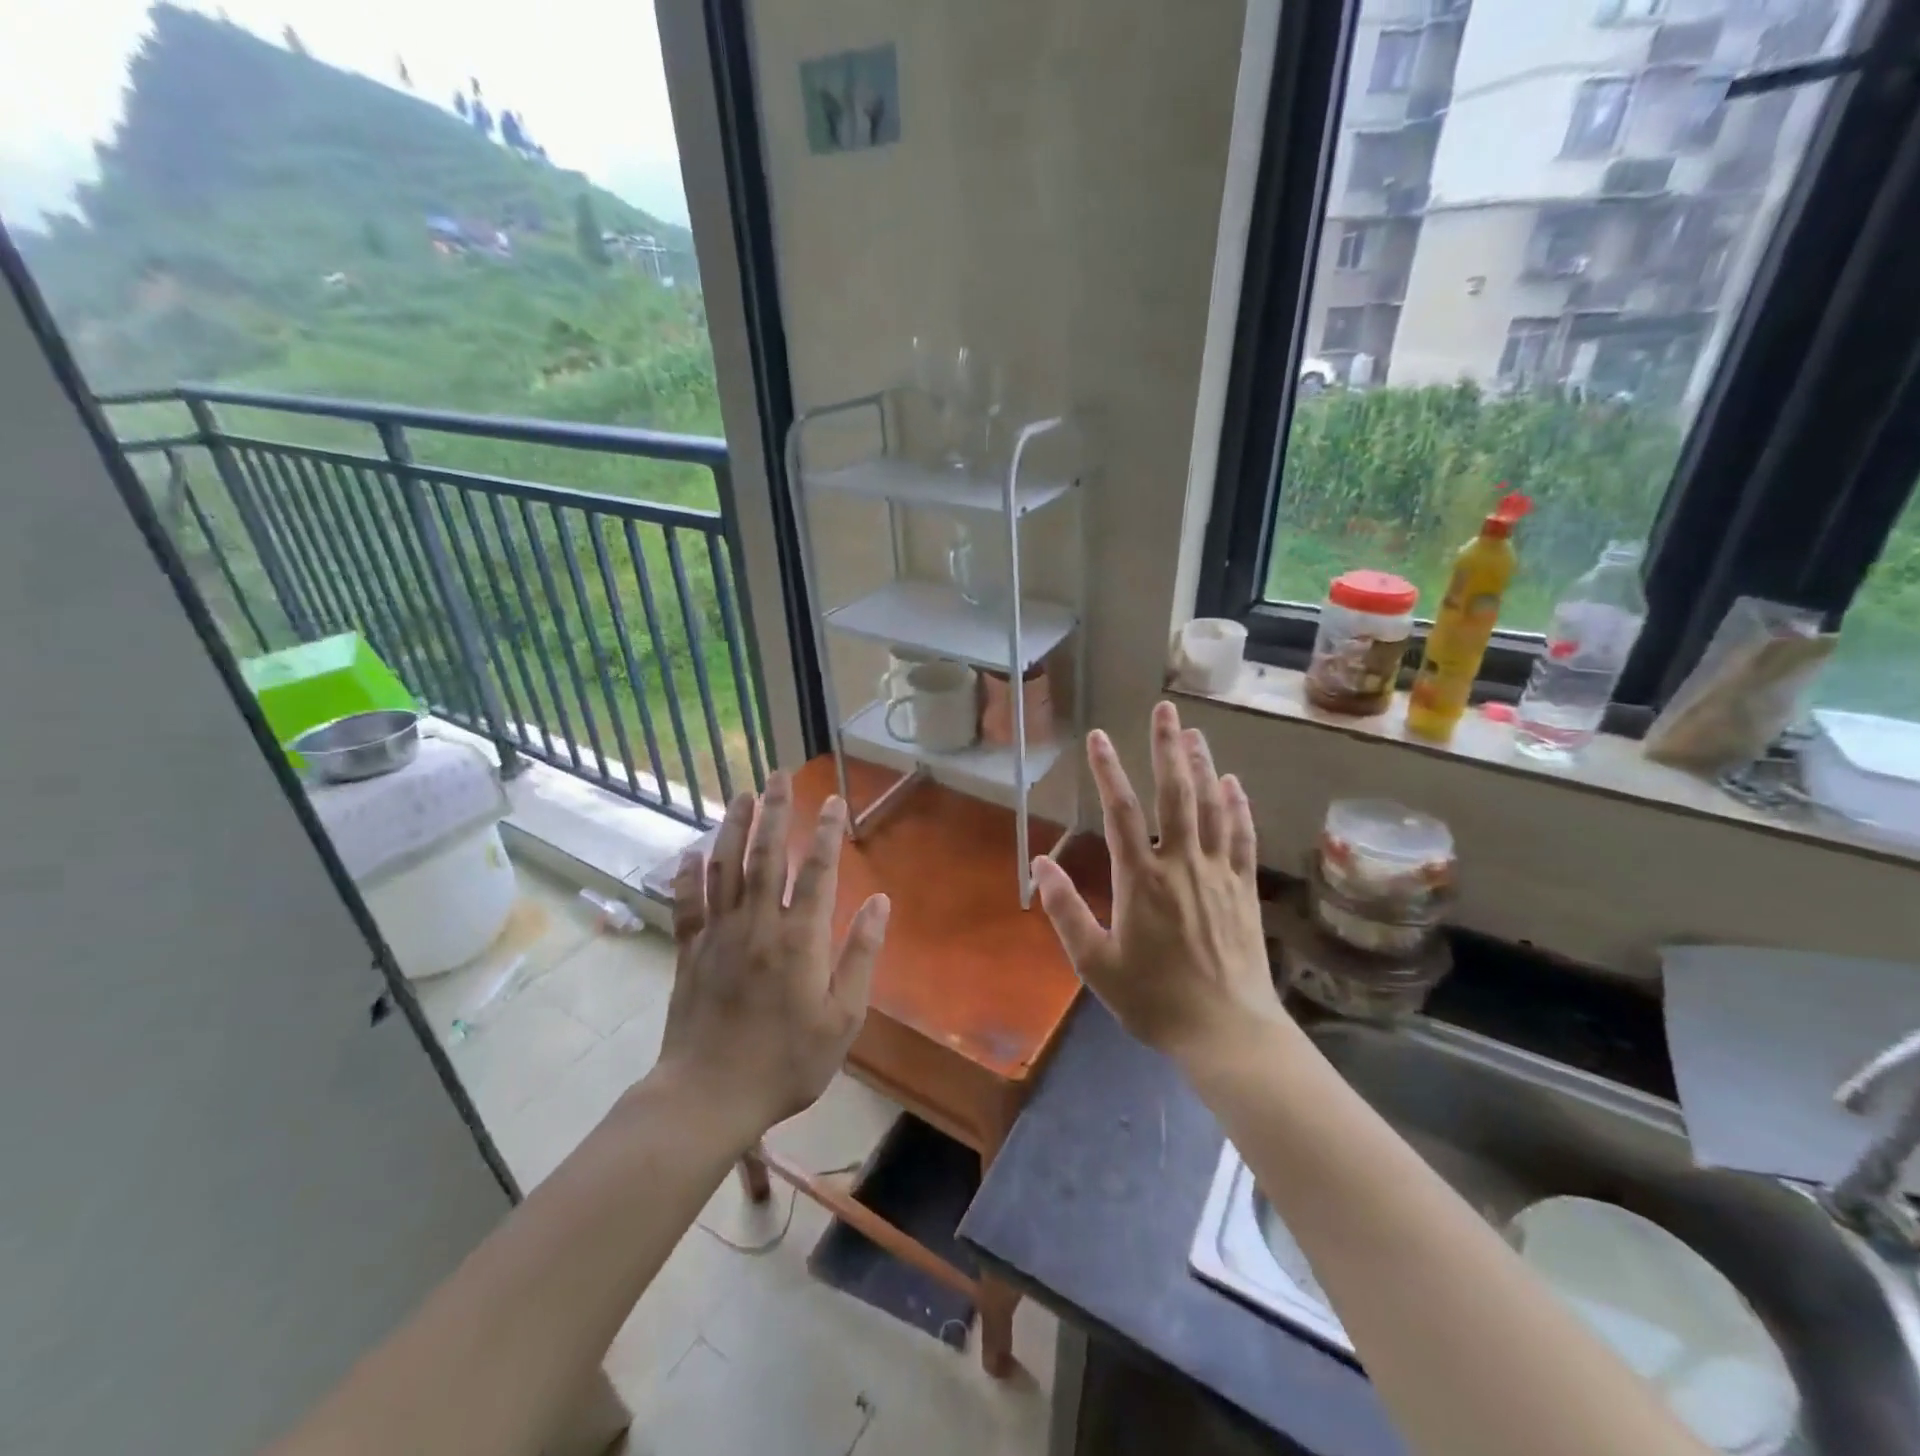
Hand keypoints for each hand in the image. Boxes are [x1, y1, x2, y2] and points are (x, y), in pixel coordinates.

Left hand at [653, 773, 889, 1150]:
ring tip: (743, 794)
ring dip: (735, 827)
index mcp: (800, 939)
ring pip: (726, 868)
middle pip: (768, 855)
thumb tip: (880, 902)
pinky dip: (688, 874)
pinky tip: (691, 851)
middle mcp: (758, 924)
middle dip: (777, 811)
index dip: (828, 832)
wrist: (710, 1096)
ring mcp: (719, 934)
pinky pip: (687, 903)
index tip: (835, 800)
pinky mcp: (690, 951)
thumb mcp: (843, 1018)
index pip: (818, 871)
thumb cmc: (787, 1062)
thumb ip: (861, 956)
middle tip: (781, 776)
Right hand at [1031, 702, 1282, 1064]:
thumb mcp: (1095, 963)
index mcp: (1140, 879)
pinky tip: (1233, 784)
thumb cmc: (1154, 999)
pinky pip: (1242, 837)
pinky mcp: (1243, 889)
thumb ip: (1066, 910)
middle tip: (1165, 709)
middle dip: (1167, 748)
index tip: (1098, 736)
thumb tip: (1038, 864)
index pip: (1120, 811)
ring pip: (1211, 807)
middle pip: (1174, 794)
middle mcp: (1181, 864)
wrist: (1226, 1031)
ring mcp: (1218, 874)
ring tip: (1194, 733)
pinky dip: (1237, 807)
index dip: (1107, 770)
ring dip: (1202, 766)